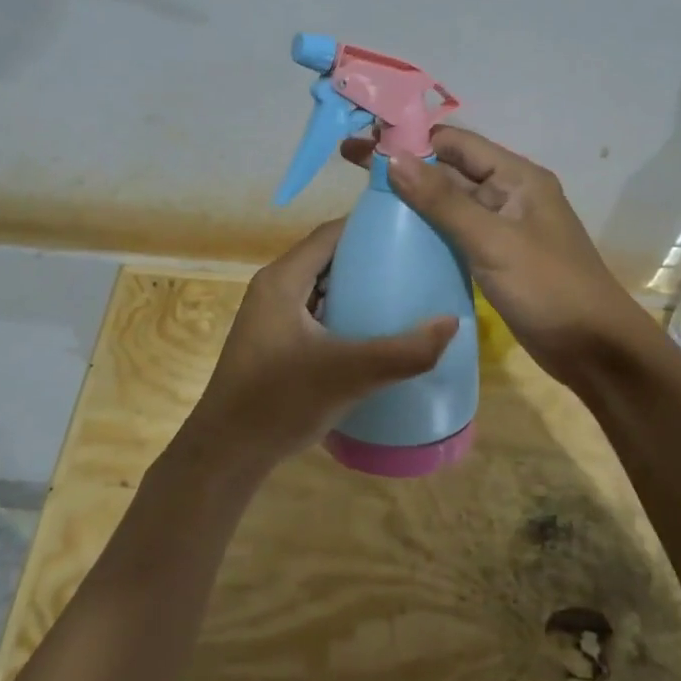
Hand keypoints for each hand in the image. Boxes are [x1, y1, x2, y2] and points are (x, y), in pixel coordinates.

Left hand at [179, 219, 457, 471]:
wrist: (227, 453)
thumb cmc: (280, 401)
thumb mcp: (348, 374)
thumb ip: (403, 351)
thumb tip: (453, 322)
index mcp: (283, 279)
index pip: (331, 233)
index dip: (371, 227)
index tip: (413, 230)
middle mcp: (274, 288)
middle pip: (328, 257)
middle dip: (371, 257)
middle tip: (417, 264)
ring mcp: (271, 316)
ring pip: (322, 287)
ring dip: (358, 287)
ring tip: (404, 293)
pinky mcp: (274, 342)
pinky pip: (316, 312)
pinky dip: (344, 312)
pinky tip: (372, 332)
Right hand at [342, 127, 651, 386]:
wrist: (593, 349)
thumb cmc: (548, 288)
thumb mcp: (493, 241)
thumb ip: (443, 201)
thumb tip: (393, 158)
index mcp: (517, 177)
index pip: (455, 143)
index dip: (409, 137)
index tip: (364, 139)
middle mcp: (509, 194)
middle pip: (450, 169)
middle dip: (405, 164)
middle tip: (351, 163)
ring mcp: (503, 228)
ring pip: (451, 202)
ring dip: (413, 196)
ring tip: (364, 196)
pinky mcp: (497, 258)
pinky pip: (456, 232)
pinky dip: (428, 228)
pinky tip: (396, 235)